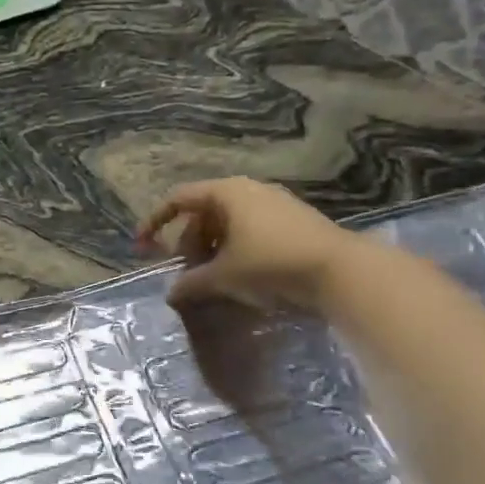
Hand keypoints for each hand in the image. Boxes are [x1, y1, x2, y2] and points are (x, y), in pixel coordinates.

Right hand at [137, 177, 364, 311]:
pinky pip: (250, 228)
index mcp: (226, 193)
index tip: (142, 246)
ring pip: (228, 222)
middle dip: (189, 242)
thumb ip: (192, 283)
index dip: (155, 222)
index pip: (178, 199)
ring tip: (212, 278)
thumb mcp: (224, 276)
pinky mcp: (293, 220)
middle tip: (186, 272)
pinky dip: (235, 248)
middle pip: (203, 212)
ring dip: (212, 248)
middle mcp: (248, 190)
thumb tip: (170, 294)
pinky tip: (240, 275)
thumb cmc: (272, 264)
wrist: (342, 271)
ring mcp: (274, 203)